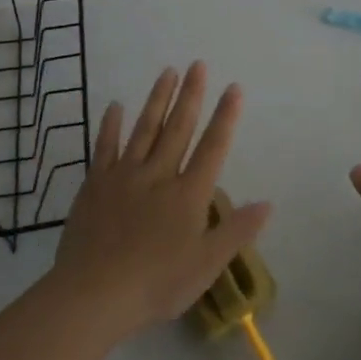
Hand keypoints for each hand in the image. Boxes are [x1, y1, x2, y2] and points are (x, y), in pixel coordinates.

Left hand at [52, 61, 270, 340]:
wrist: (93, 295)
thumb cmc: (156, 284)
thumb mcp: (206, 265)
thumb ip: (236, 231)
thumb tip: (267, 203)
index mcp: (188, 194)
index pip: (213, 147)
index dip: (225, 117)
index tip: (233, 88)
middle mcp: (159, 175)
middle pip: (178, 128)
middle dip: (191, 95)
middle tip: (198, 64)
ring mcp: (124, 176)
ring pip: (145, 129)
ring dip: (158, 99)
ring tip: (167, 72)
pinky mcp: (95, 185)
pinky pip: (105, 147)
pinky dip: (111, 125)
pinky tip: (115, 105)